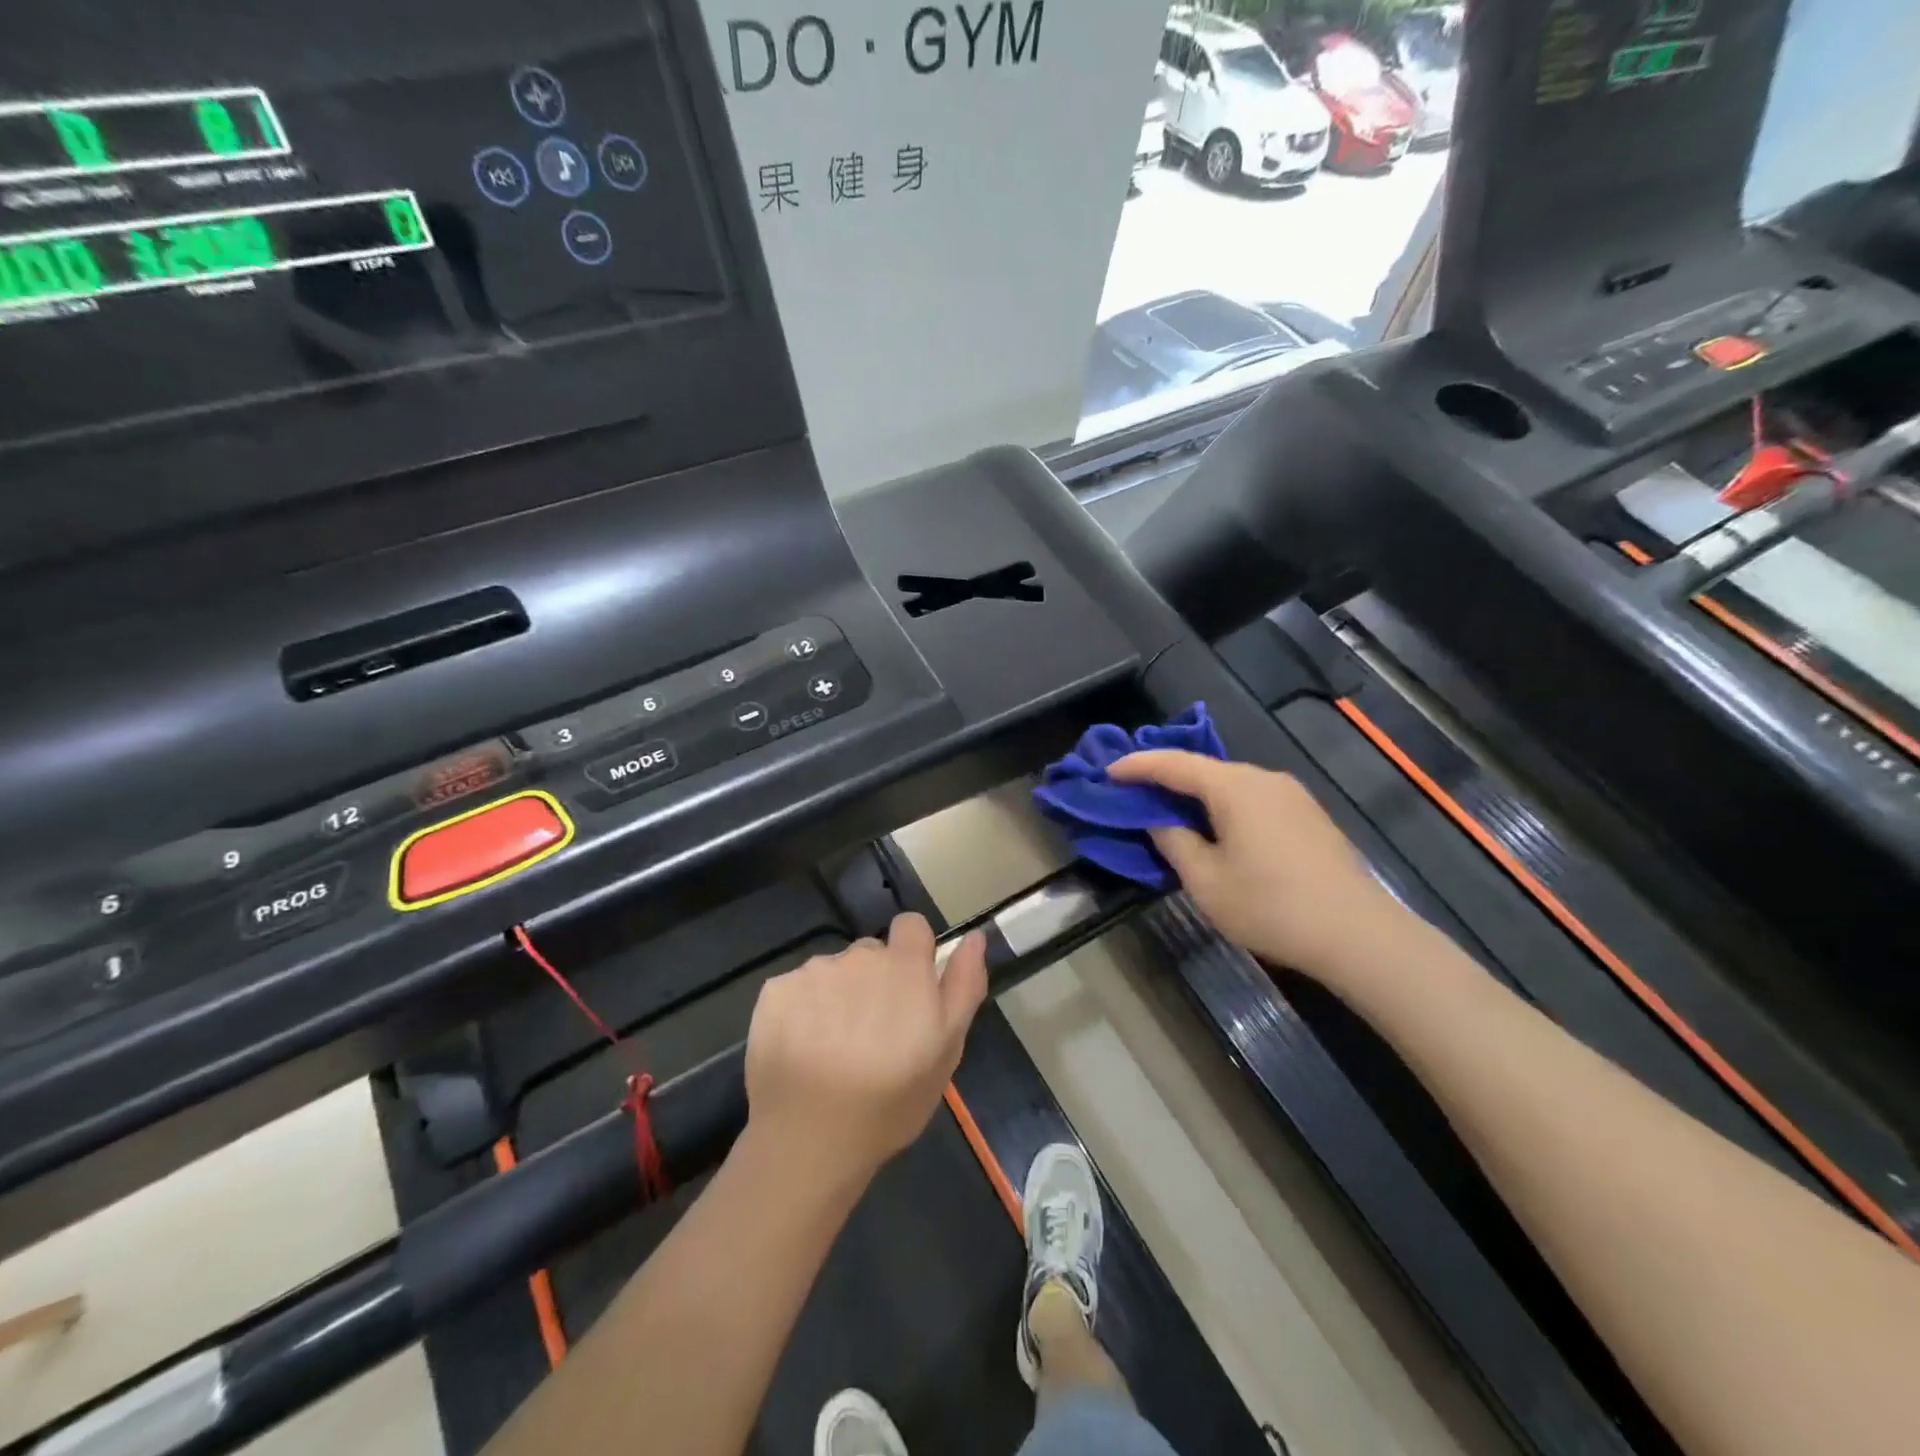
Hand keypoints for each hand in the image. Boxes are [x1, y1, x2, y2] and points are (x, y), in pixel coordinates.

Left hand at [744, 914, 988, 1184]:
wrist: (811, 1138)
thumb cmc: (891, 1100)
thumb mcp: (947, 1049)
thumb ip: (963, 985)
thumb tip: (975, 936)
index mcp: (903, 966)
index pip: (911, 926)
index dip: (912, 952)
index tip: (909, 991)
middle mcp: (857, 956)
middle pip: (870, 953)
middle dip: (873, 982)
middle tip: (872, 1035)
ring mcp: (812, 972)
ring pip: (832, 973)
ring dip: (837, 997)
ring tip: (833, 1050)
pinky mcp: (775, 991)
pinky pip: (796, 990)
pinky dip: (800, 1012)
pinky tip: (801, 1051)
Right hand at [1108, 751, 1407, 983]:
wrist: (1358, 935)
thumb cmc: (1271, 906)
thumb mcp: (1206, 881)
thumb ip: (1174, 842)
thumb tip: (1160, 820)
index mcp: (1234, 787)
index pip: (1173, 763)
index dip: (1137, 766)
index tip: (1107, 772)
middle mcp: (1263, 779)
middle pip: (1203, 769)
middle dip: (1165, 777)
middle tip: (1133, 791)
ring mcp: (1291, 795)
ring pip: (1230, 784)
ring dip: (1196, 794)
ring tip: (1169, 810)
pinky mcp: (1307, 816)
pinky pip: (1252, 799)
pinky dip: (1223, 806)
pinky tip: (1216, 828)